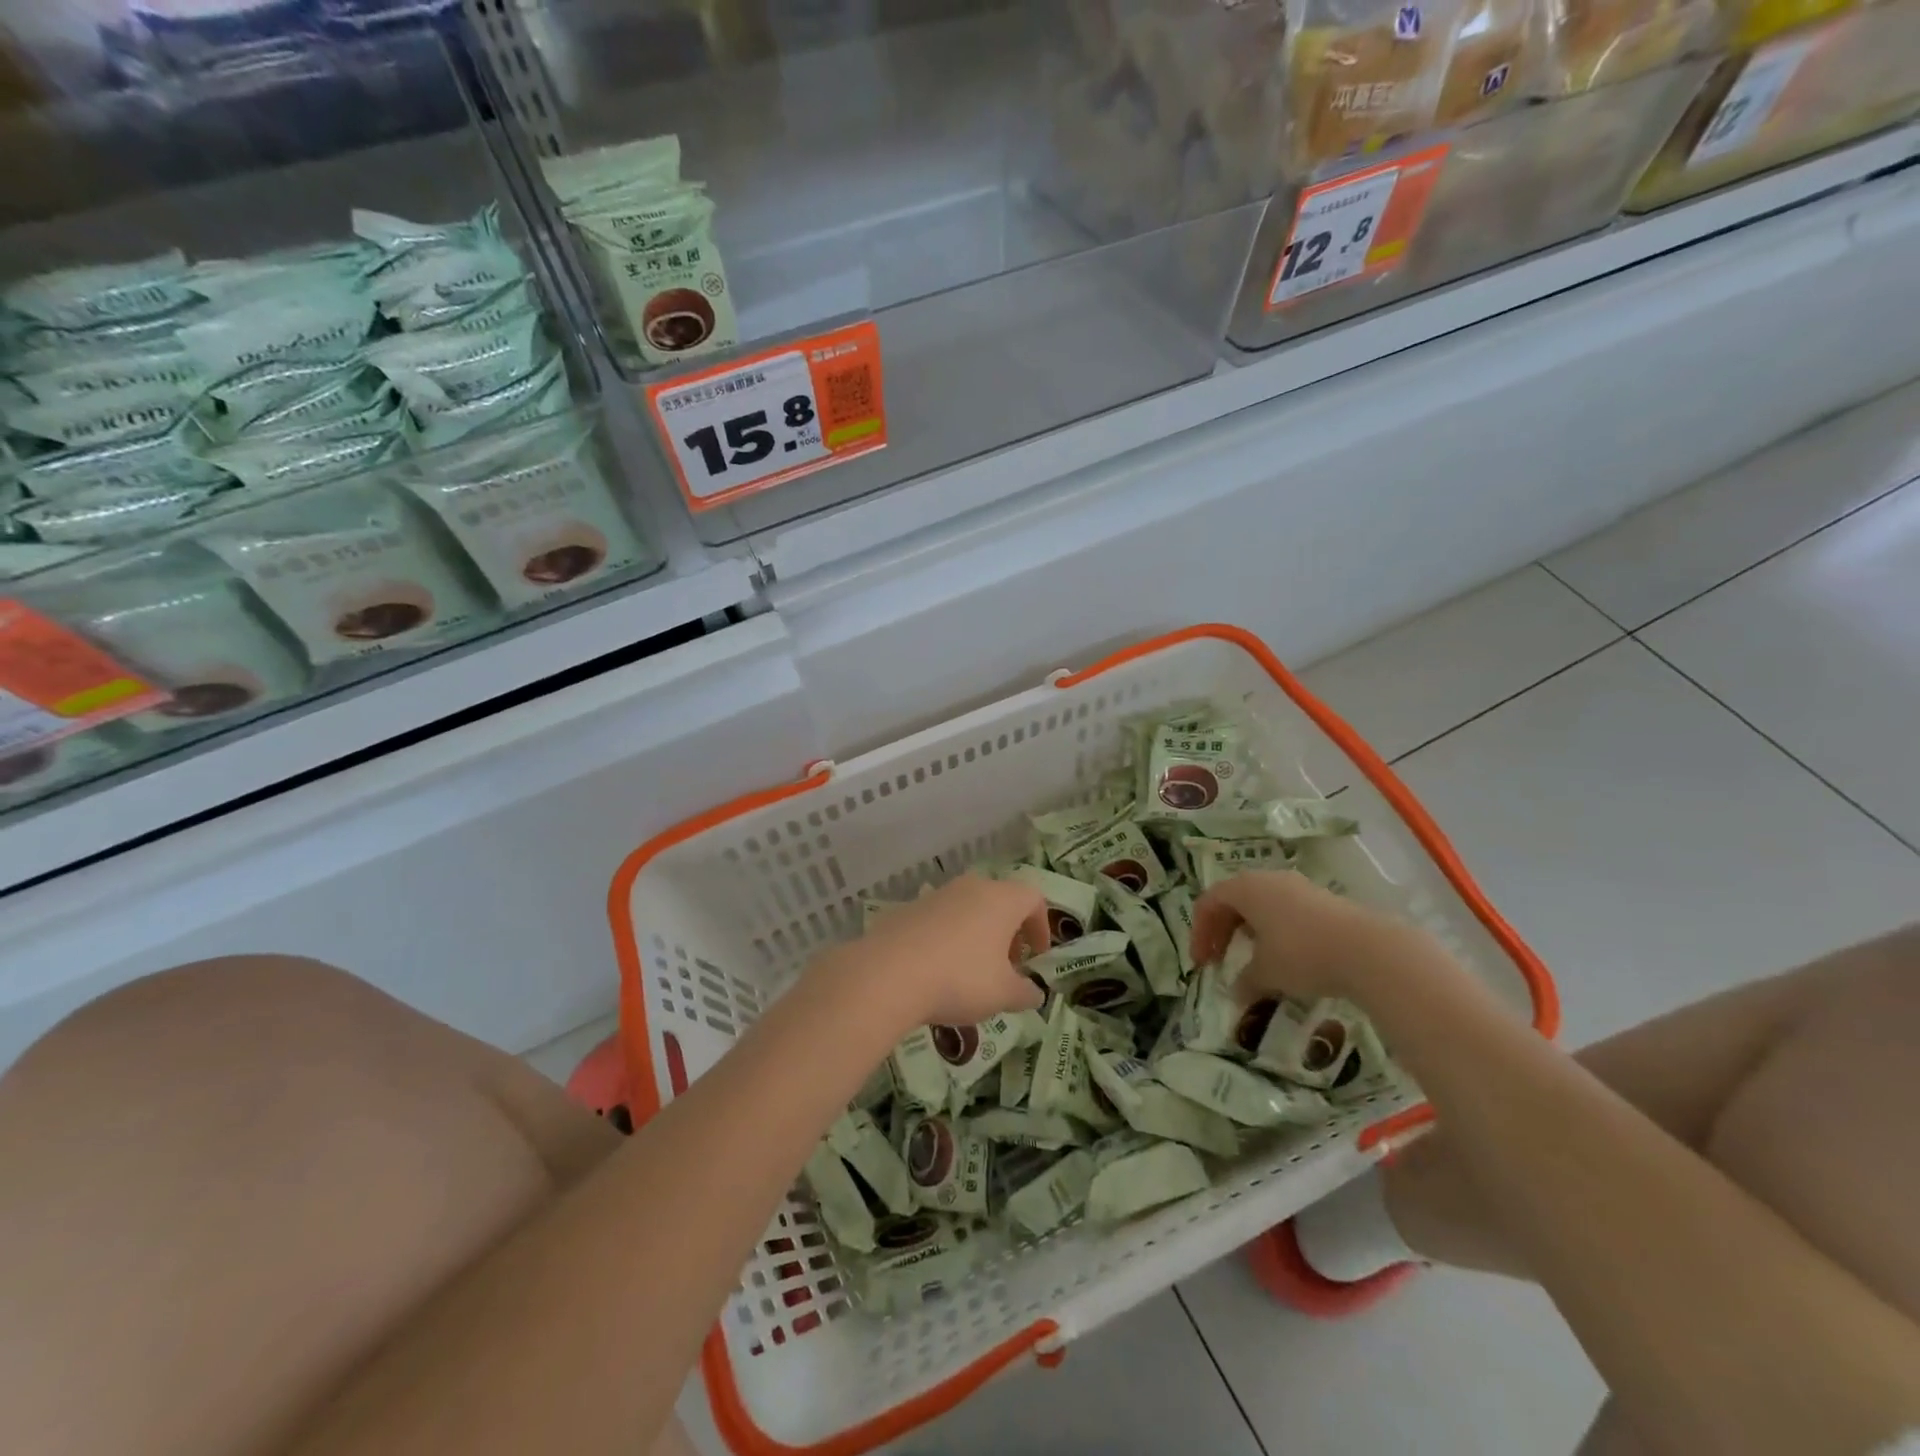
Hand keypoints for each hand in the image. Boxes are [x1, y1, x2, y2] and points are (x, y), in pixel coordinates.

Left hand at [823, 875, 1048, 1030]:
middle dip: (1008, 933)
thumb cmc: (960, 978)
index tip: (1037, 957)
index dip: (1041, 927)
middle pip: (1000, 901)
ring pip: (968, 909)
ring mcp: (937, 895)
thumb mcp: (1003, 994)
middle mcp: (971, 887)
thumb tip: (1035, 993)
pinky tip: (938, 971)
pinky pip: (940, 920)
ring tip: (972, 972)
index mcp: (1001, 899)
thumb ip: (1025, 993)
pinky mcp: (908, 909)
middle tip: (1007, 967)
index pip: (1033, 899)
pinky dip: (948, 939)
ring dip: (977, 935)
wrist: (887, 973)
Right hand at [1192, 871, 1462, 1008]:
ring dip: (1249, 930)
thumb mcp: (1266, 973)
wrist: (1369, 951)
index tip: (1201, 964)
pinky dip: (1275, 931)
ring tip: (1253, 960)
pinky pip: (1286, 911)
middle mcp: (1268, 879)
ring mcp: (1298, 887)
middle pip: (1234, 899)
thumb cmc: (1302, 954)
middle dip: (1222, 930)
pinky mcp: (1323, 901)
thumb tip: (1235, 994)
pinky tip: (1286, 958)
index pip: (1208, 902)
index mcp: (1245, 888)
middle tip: (1220, 959)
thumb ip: (1244, 981)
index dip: (1199, 933)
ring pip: (1261, 904)